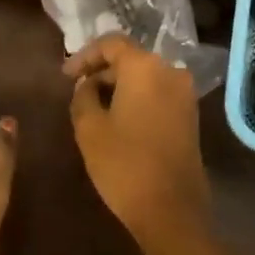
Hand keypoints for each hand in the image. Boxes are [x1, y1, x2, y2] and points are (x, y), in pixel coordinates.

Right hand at [65, 35, 210, 250]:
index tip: (65, 76)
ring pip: (145, 76)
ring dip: (119, 85)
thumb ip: (83, 96)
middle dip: (102, 71)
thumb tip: (88, 85)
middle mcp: (170, 70)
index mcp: (145, 66)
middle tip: (77, 90)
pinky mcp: (190, 115)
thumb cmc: (125, 164)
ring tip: (93, 106)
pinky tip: (118, 118)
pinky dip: (136, 98)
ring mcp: (185, 93)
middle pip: (130, 58)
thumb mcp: (89, 128)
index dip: (85, 56)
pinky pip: (158, 93)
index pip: (111, 44)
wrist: (172, 211)